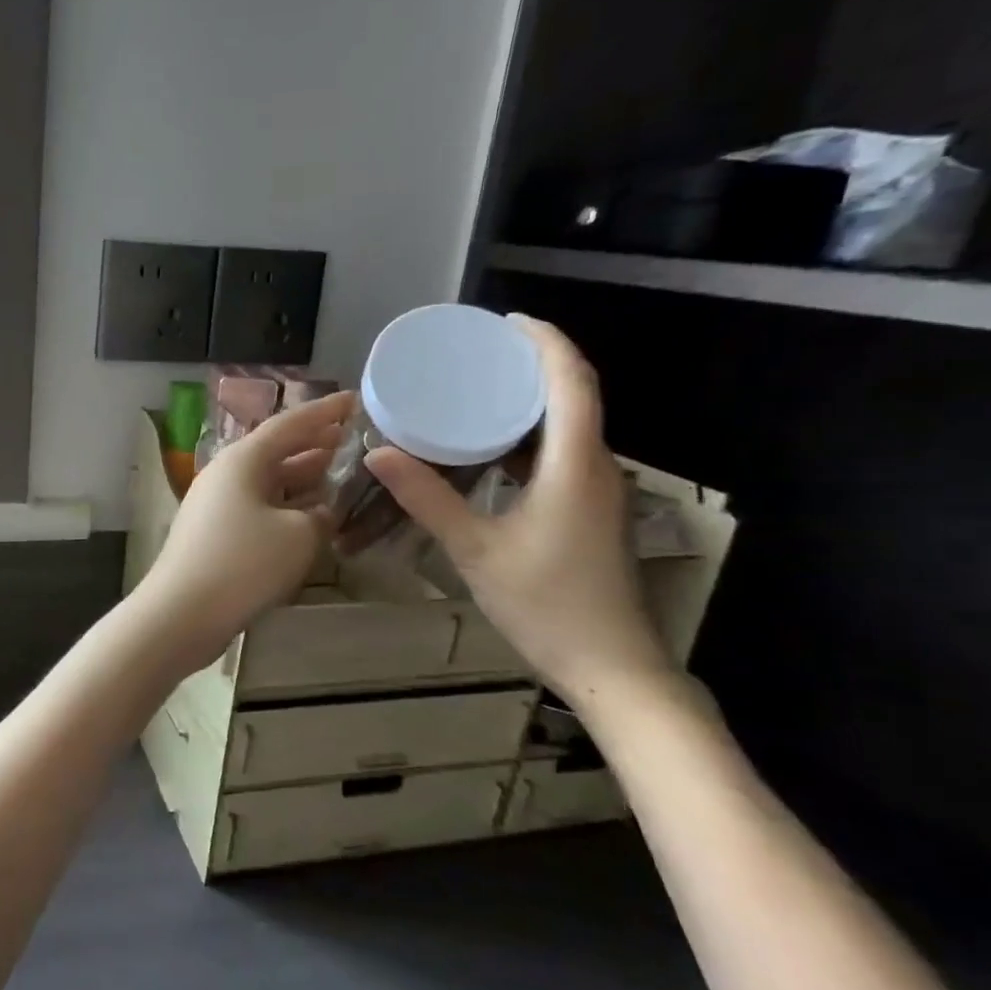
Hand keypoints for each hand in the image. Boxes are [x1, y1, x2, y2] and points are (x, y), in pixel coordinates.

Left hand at [135, 390, 353, 674]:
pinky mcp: (215, 534)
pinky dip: (287, 508)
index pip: (290, 424)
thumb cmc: (243, 563)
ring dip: (303, 477)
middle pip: (276, 451)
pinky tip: (311, 519)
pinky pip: (259, 508)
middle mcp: (226, 474)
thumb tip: (322, 512)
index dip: (325, 412)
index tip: (355, 400)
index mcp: (243, 460)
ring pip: (268, 482)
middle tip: (352, 438)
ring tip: (339, 472)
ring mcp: (217, 505)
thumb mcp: (298, 536)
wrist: (181, 613)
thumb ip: (320, 516)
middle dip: (315, 444)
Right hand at [363, 318, 674, 709]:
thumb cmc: (546, 603)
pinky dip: (528, 438)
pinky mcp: (589, 513)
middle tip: (480, 353)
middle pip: (575, 396)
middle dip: (534, 365)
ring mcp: (597, 492)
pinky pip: (561, 456)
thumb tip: (380, 451)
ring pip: (569, 428)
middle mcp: (595, 467)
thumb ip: (428, 497)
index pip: (572, 382)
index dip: (546, 342)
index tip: (507, 322)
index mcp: (575, 464)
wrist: (610, 666)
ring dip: (531, 402)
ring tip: (478, 391)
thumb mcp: (475, 548)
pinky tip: (490, 451)